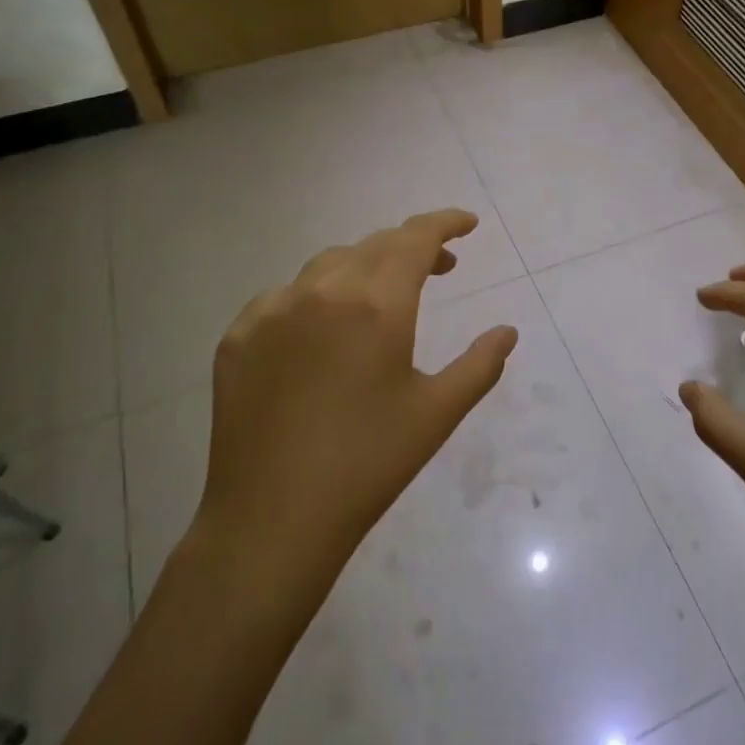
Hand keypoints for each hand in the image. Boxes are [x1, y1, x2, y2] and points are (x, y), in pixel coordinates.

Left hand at [189, 209, 517, 602]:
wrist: (272, 520)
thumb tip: (507, 331)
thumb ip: (480, 364)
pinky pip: (285, 295)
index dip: (444, 223)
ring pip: (329, 264)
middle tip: (441, 268)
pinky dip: (317, 295)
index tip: (467, 224)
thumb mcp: (438, 412)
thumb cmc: (368, 464)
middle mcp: (322, 291)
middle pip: (375, 245)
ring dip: (366, 266)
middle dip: (413, 246)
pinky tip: (323, 329)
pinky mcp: (238, 336)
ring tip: (384, 297)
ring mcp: (272, 310)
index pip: (415, 238)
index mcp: (375, 304)